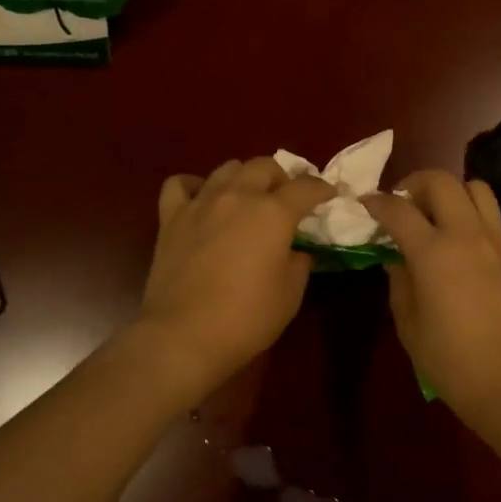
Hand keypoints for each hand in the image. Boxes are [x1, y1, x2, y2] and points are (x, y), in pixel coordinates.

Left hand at [139, 157, 331, 389]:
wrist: (184, 335)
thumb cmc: (247, 318)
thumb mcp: (291, 294)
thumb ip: (299, 262)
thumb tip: (297, 251)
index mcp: (273, 212)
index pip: (306, 187)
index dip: (322, 189)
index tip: (329, 195)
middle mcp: (238, 196)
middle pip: (264, 166)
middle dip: (282, 177)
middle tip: (287, 198)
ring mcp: (201, 203)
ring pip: (226, 168)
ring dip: (244, 177)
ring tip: (248, 197)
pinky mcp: (171, 217)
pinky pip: (180, 185)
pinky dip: (194, 186)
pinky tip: (202, 200)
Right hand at [362, 171, 500, 413]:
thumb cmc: (450, 360)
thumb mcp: (409, 323)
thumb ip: (399, 281)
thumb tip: (396, 257)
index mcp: (433, 252)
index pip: (398, 209)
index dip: (377, 202)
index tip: (365, 204)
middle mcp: (465, 234)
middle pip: (440, 181)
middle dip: (414, 182)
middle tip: (402, 203)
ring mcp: (495, 241)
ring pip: (474, 187)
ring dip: (450, 191)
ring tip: (435, 213)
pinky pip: (491, 214)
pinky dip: (471, 211)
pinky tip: (460, 237)